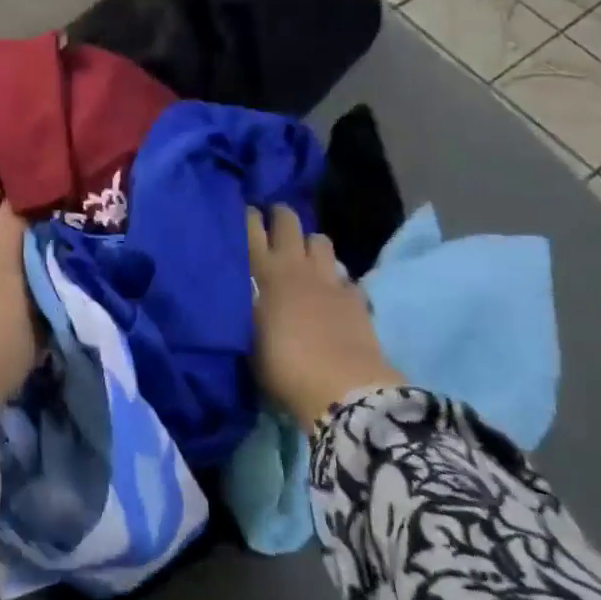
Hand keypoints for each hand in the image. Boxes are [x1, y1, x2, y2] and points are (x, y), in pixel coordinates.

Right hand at [248, 206, 402, 427]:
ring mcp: (330, 279)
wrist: (343, 388)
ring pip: (321, 241)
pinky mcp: (356, 297)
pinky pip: (344, 274)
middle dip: (281, 215)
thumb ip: (246, 309)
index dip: (249, 217)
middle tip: (274, 219)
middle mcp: (297, 267)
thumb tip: (244, 295)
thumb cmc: (284, 366)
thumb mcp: (249, 337)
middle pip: (289, 223)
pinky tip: (332, 290)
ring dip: (311, 243)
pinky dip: (336, 277)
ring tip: (304, 255)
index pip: (252, 231)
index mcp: (265, 273)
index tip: (246, 211)